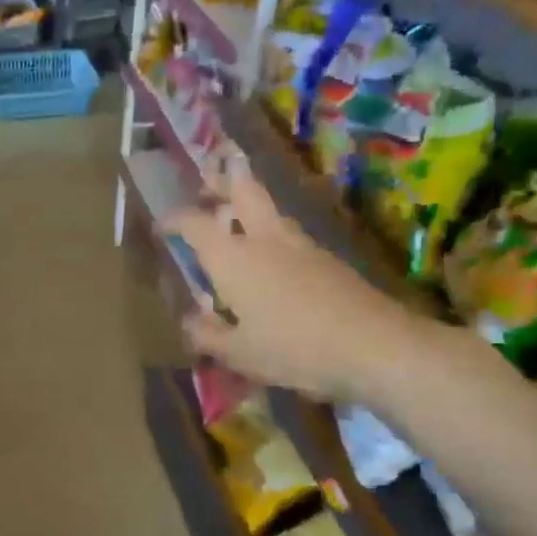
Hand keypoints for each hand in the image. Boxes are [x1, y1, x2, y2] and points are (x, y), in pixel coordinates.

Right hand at [164, 171, 423, 401]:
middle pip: (242, 190)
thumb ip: (208, 334)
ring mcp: (300, 244)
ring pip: (269, 210)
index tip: (161, 226)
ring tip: (235, 222)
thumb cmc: (293, 348)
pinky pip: (288, 234)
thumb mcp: (239, 353)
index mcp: (232, 257)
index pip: (194, 224)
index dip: (173, 220)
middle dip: (221, 182)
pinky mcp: (327, 258)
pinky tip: (271, 260)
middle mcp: (264, 239)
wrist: (375, 346)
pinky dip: (271, 234)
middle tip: (206, 185)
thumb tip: (190, 321)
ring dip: (248, 206)